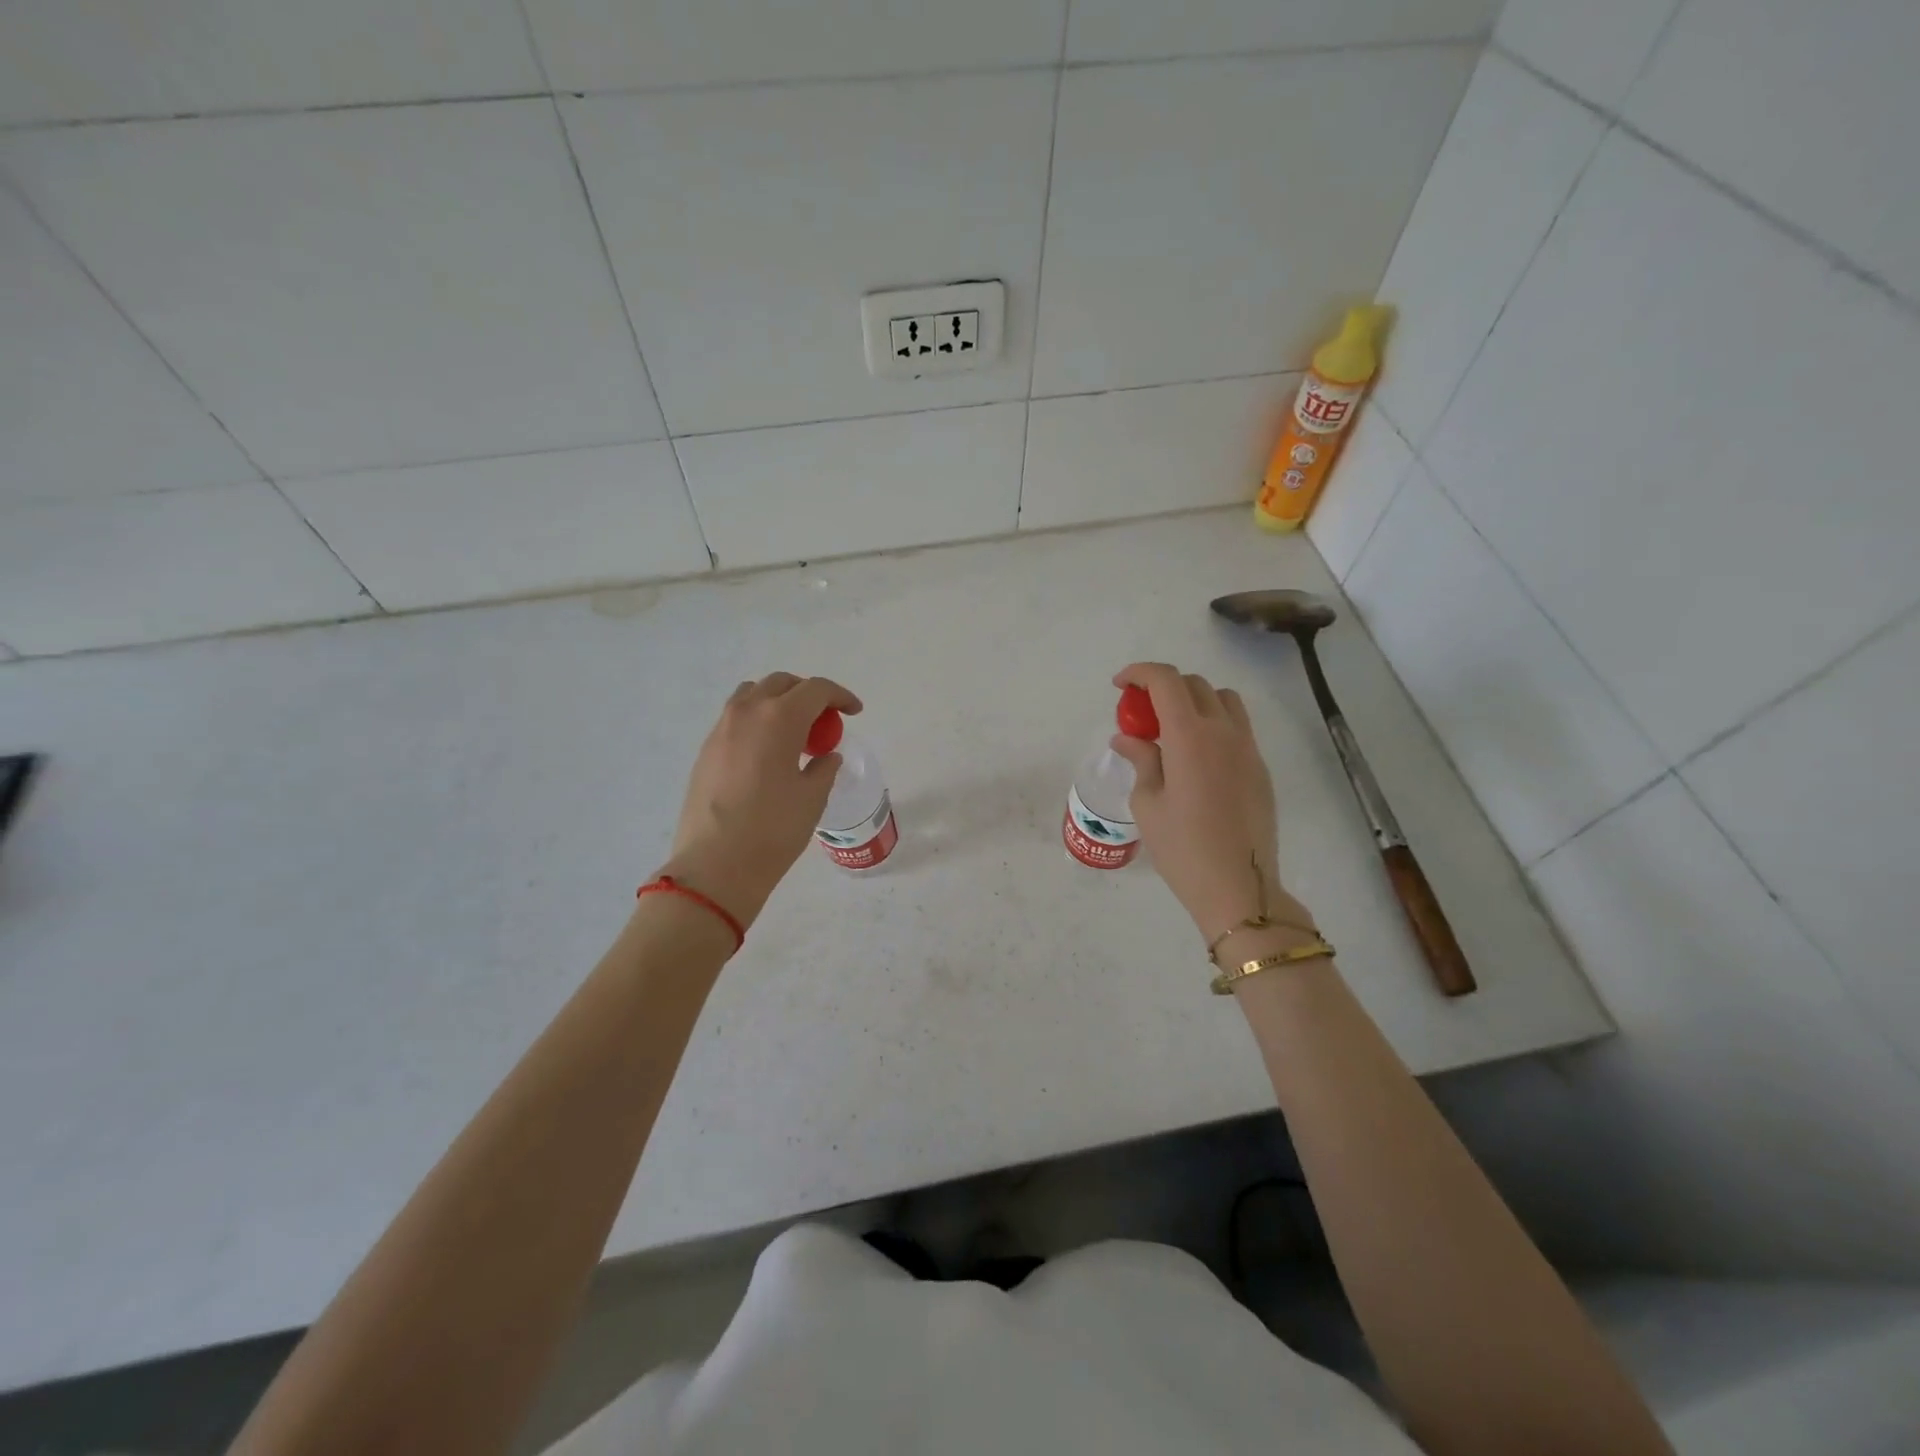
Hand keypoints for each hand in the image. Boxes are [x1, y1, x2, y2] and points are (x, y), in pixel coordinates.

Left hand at [659, 673, 861, 927]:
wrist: (715, 865)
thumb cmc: (773, 830)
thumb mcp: (812, 798)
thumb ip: (824, 767)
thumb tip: (826, 756)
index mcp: (779, 718)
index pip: (816, 689)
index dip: (840, 696)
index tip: (854, 712)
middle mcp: (747, 713)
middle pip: (782, 684)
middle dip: (808, 694)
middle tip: (826, 720)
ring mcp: (721, 729)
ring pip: (753, 695)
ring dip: (778, 702)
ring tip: (794, 732)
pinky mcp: (706, 750)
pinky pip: (736, 719)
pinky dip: (758, 721)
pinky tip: (767, 753)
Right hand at [1109, 663, 1291, 942]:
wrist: (1239, 888)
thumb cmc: (1182, 848)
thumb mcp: (1148, 803)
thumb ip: (1140, 760)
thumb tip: (1127, 738)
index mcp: (1190, 736)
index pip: (1166, 680)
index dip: (1139, 673)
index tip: (1120, 685)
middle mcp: (1224, 731)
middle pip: (1194, 684)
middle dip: (1163, 687)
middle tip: (1140, 714)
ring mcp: (1248, 748)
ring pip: (1223, 700)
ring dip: (1194, 700)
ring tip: (1172, 730)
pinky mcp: (1260, 768)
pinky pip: (1237, 727)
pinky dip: (1213, 723)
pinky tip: (1196, 757)